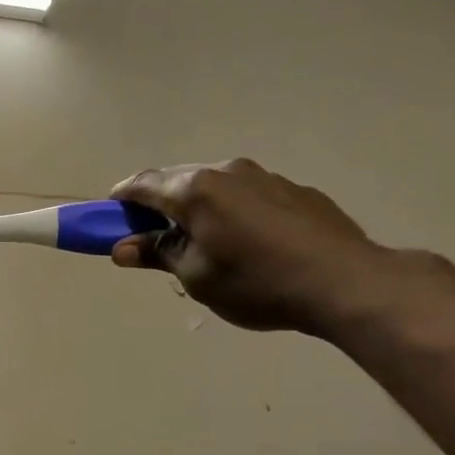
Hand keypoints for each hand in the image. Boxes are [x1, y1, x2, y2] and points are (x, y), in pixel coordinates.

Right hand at [109, 160, 401, 336]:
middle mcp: (227, 171)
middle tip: (152, 236)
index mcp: (195, 190)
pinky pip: (247, 195)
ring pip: (215, 186)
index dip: (120, 200)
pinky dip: (231, 211)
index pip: (143, 184)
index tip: (109, 216)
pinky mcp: (294, 190)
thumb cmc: (256, 283)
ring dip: (197, 207)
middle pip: (178, 180)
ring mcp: (265, 176)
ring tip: (202, 242)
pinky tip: (246, 242)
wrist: (345, 281)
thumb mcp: (196, 276)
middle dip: (158, 204)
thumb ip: (157, 254)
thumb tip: (122, 248)